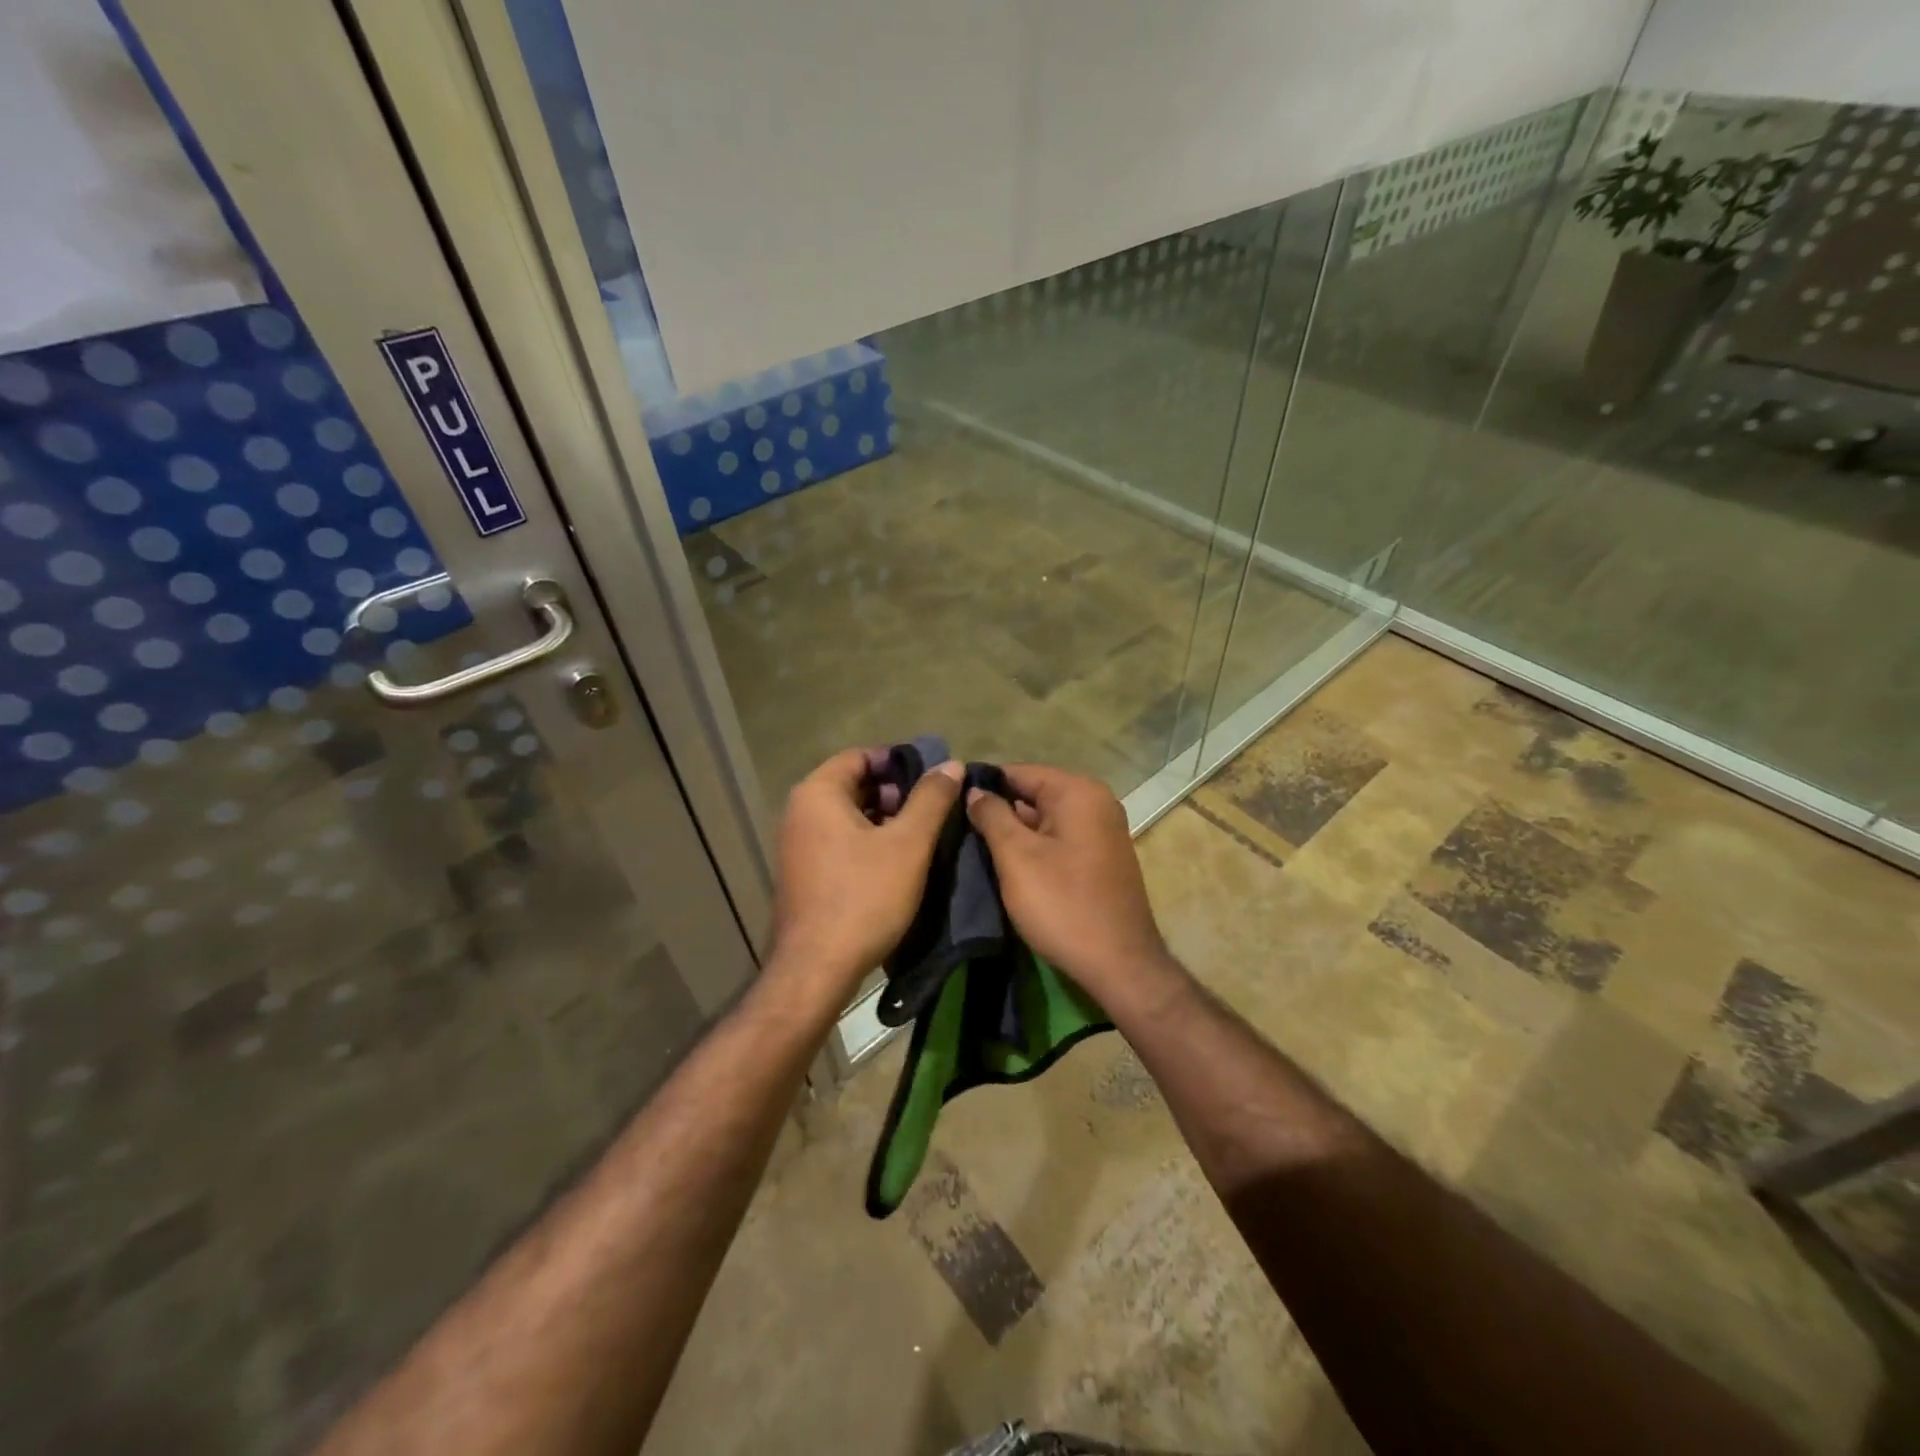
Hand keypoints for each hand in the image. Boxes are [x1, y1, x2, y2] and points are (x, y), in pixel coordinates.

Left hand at [769, 747, 963, 999]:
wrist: (817, 968)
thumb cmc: (864, 897)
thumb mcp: (908, 844)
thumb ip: (931, 799)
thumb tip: (951, 765)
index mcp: (818, 794)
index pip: (861, 756)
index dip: (899, 762)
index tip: (933, 778)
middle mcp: (800, 812)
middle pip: (854, 785)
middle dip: (895, 793)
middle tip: (932, 810)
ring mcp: (798, 845)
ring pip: (849, 815)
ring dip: (885, 819)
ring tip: (922, 836)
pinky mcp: (804, 873)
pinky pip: (840, 841)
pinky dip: (869, 841)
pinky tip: (898, 862)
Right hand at [965, 764, 1170, 999]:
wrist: (1119, 965)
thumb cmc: (1063, 904)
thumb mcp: (1016, 857)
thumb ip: (992, 816)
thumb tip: (975, 791)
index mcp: (1078, 792)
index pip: (1018, 772)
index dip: (983, 786)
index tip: (950, 805)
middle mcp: (1096, 803)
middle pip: (1033, 794)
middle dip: (998, 811)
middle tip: (958, 831)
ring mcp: (1103, 832)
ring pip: (1044, 820)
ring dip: (1014, 834)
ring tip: (975, 850)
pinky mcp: (1101, 859)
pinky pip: (1059, 841)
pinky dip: (1035, 850)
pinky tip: (1008, 868)